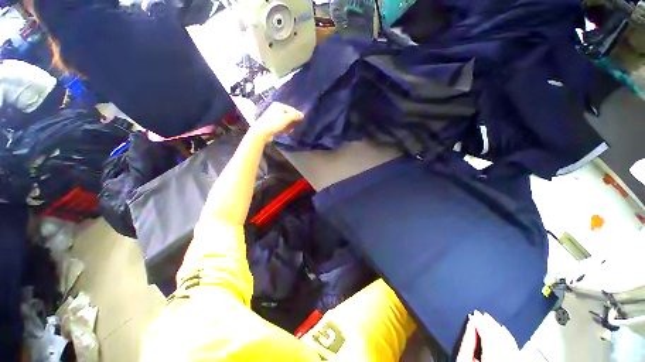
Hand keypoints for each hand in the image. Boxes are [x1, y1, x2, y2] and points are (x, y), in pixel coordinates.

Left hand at [251, 102, 303, 141]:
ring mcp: (273, 117)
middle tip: (296, 126)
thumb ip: (295, 116)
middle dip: (292, 121)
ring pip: (285, 121)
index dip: (297, 114)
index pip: (291, 109)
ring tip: (290, 130)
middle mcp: (275, 109)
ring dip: (289, 126)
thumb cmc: (274, 123)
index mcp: (278, 105)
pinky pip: (281, 125)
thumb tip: (302, 115)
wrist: (261, 132)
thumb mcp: (286, 118)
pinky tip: (285, 132)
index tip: (302, 120)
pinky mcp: (272, 124)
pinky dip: (284, 128)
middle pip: (288, 115)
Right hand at [456, 310, 518, 361]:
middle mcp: (506, 359)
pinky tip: (502, 330)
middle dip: (489, 323)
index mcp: (492, 359)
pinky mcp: (515, 361)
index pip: (488, 335)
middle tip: (480, 313)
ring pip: (509, 341)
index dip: (481, 323)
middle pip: (499, 337)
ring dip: (498, 328)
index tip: (473, 314)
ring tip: (490, 319)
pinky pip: (514, 347)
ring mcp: (513, 360)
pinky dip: (507, 337)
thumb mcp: (464, 359)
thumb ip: (468, 342)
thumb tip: (470, 323)